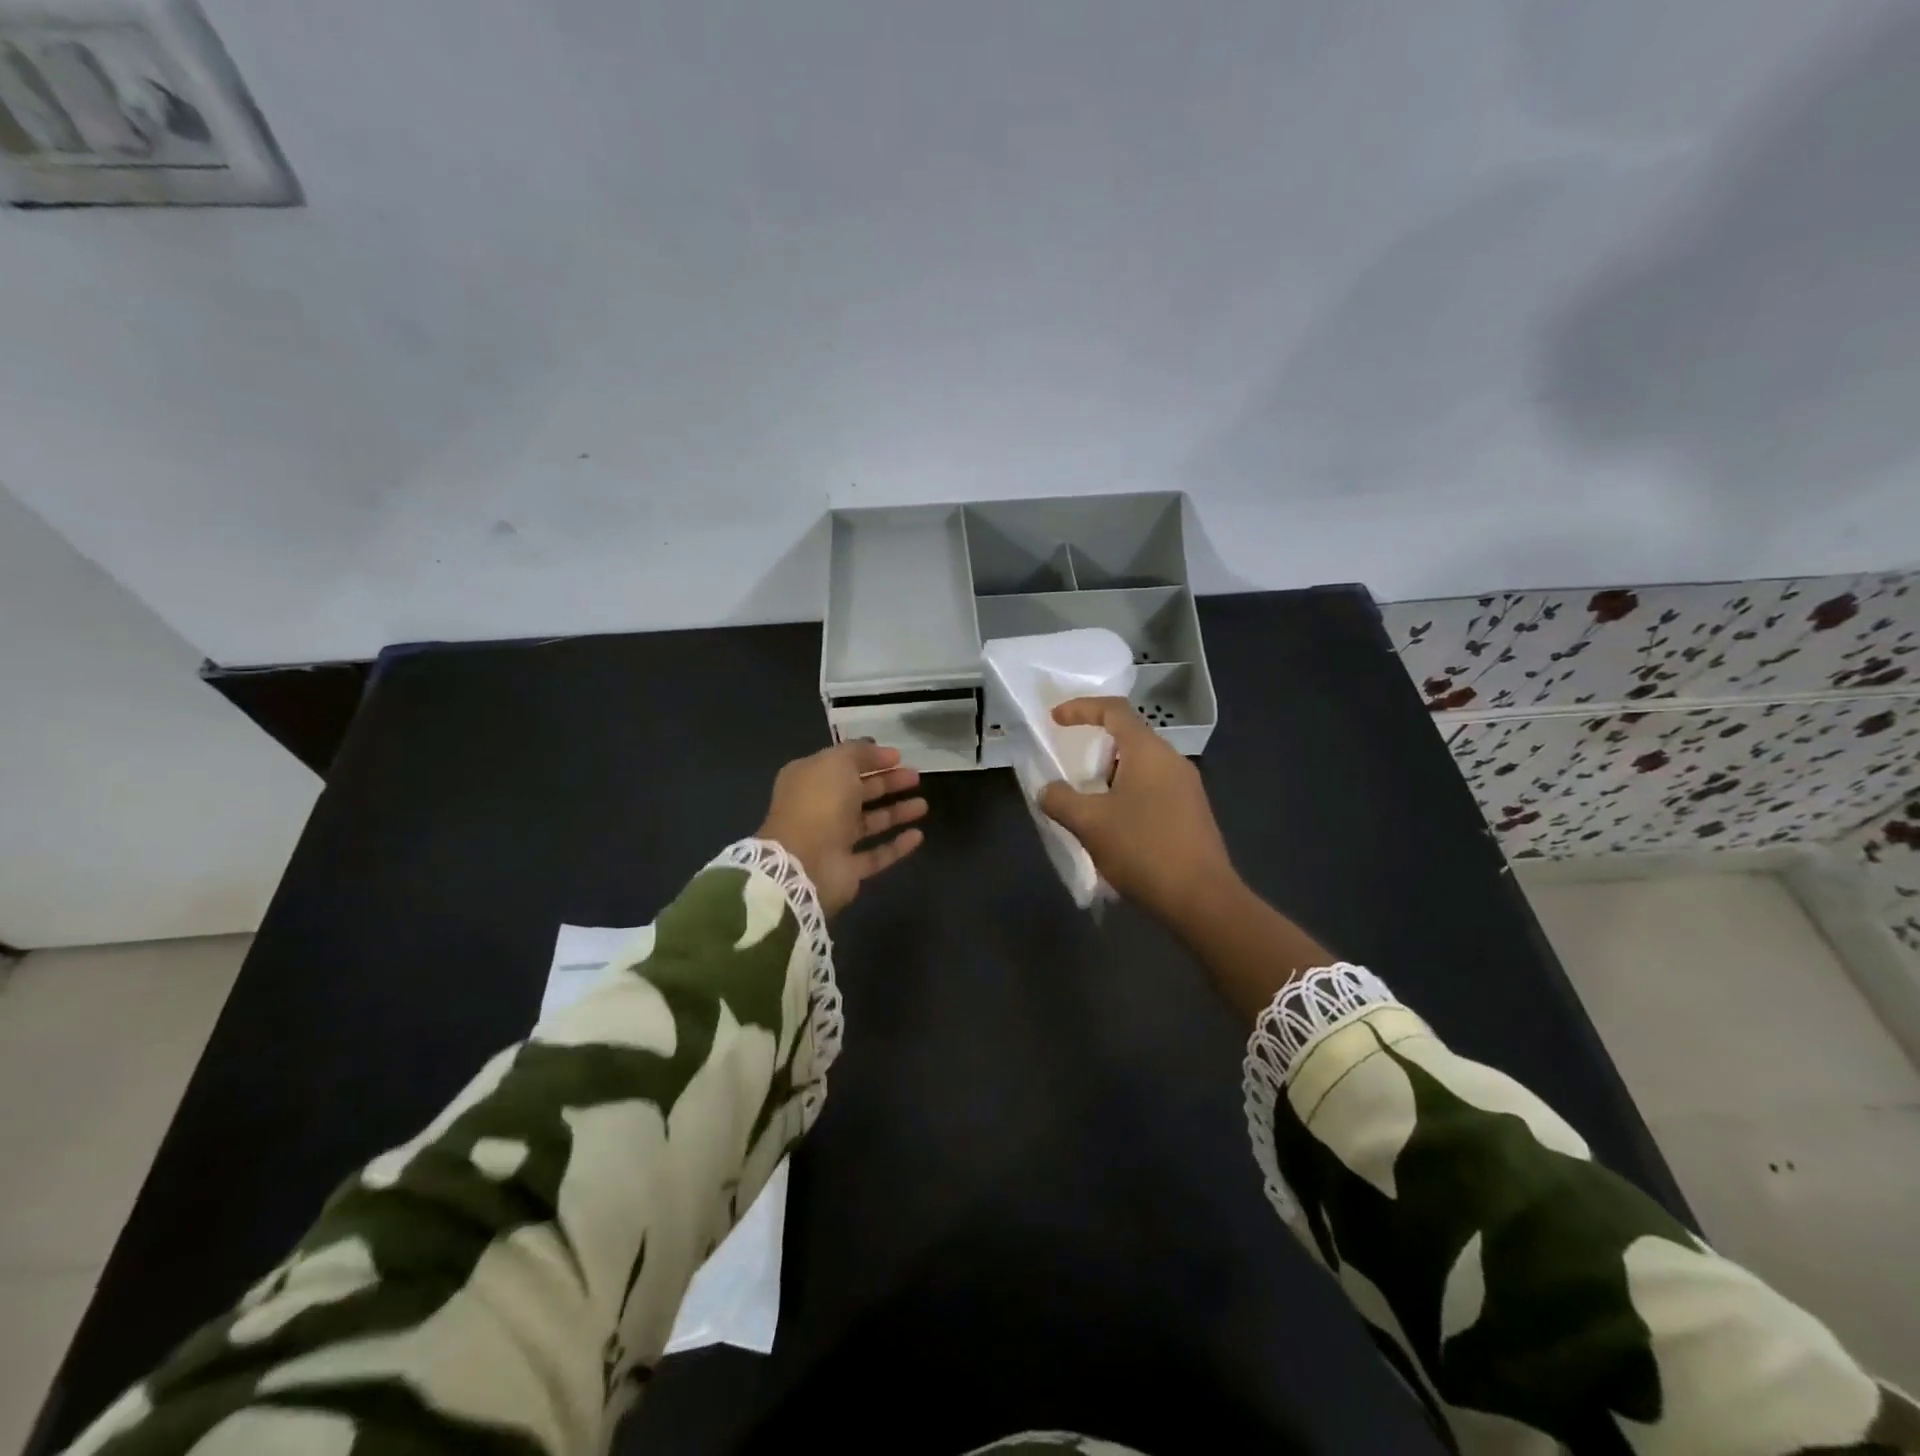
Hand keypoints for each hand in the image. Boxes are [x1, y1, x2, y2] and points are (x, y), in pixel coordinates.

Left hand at [758, 741, 926, 915]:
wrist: (803, 865)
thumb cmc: (819, 804)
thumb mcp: (837, 763)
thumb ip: (858, 752)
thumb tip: (878, 750)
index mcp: (810, 780)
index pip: (844, 764)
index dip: (871, 758)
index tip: (899, 756)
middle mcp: (820, 808)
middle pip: (859, 792)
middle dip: (888, 782)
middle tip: (915, 776)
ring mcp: (833, 840)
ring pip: (870, 822)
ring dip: (896, 812)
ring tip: (923, 805)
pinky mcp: (848, 869)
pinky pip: (876, 854)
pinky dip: (897, 846)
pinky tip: (918, 836)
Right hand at [1039, 697, 1238, 930]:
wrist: (1202, 900)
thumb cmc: (1143, 850)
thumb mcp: (1089, 823)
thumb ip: (1060, 799)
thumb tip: (1048, 791)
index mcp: (1149, 752)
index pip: (1114, 710)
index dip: (1081, 708)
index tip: (1054, 719)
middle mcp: (1172, 762)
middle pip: (1129, 737)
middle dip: (1095, 747)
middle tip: (1069, 766)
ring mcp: (1187, 789)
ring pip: (1141, 767)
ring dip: (1110, 776)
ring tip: (1086, 802)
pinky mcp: (1192, 815)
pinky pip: (1153, 791)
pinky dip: (1127, 795)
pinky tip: (1114, 827)